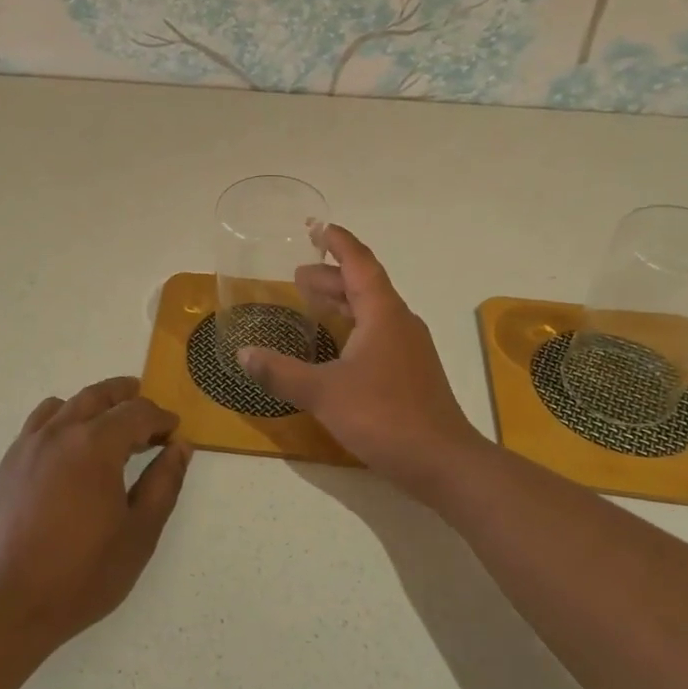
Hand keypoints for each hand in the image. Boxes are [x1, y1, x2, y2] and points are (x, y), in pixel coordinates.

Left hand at [0, 377, 190, 650]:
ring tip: (108, 422)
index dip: (160, 418)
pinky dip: (61, 419)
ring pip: (65, 405)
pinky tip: (68, 448)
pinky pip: (38, 424)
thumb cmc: (81, 575)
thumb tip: (180, 447)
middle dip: (126, 396)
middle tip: (146, 406)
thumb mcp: (139, 534)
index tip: (174, 430)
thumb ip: (163, 484)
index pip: (136, 413)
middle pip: (98, 396)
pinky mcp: (6, 465)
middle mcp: (59, 433)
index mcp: (95, 445)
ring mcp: (27, 446)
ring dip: (93, 404)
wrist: (5, 607)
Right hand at [238, 225, 488, 503]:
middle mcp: (399, 322)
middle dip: (330, 276)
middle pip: (364, 285)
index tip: (315, 226)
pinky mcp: (410, 371)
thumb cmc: (384, 416)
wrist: (444, 462)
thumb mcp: (323, 393)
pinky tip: (334, 347)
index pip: (359, 262)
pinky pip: (377, 332)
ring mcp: (409, 347)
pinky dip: (351, 326)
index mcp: (382, 313)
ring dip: (341, 301)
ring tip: (310, 303)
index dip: (337, 242)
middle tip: (297, 275)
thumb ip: (281, 371)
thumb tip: (243, 353)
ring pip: (371, 310)